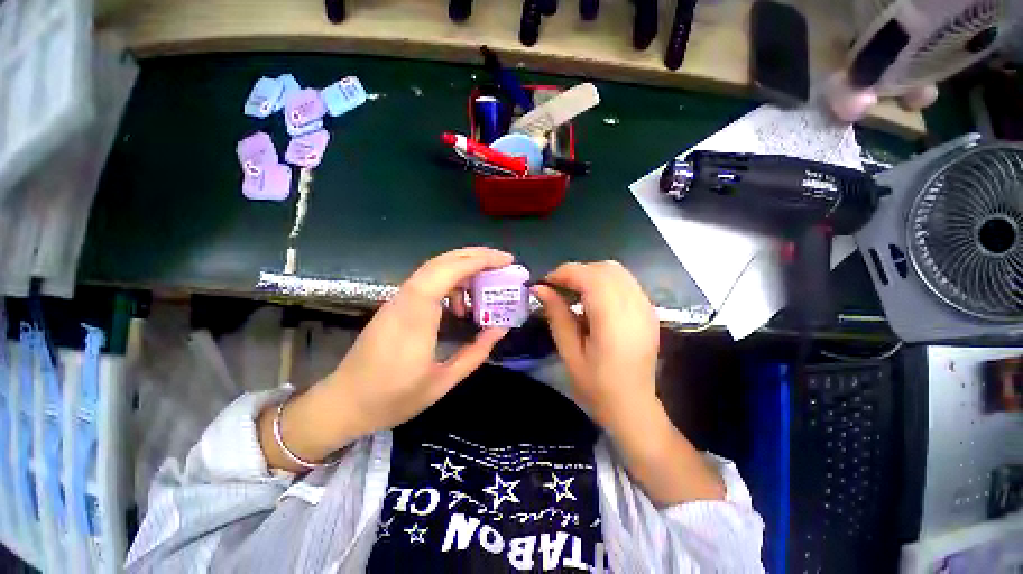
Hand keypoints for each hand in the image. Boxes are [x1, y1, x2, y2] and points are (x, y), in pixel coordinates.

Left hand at [328, 247, 511, 435]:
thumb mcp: (443, 382)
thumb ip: (476, 352)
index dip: (481, 260)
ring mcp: (398, 299)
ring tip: (484, 288)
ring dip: (463, 269)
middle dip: (476, 256)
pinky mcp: (395, 305)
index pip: (450, 270)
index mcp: (417, 314)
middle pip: (443, 261)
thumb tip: (500, 328)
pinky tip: (458, 307)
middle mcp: (406, 298)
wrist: (344, 403)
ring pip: (434, 268)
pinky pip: (426, 282)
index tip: (507, 261)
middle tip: (503, 263)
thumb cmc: (393, 397)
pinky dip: (449, 283)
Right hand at [532, 261, 660, 431]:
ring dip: (591, 275)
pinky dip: (605, 283)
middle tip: (558, 289)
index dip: (563, 273)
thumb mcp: (569, 352)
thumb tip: (539, 288)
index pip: (589, 276)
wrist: (633, 408)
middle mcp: (635, 306)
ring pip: (616, 272)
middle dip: (577, 272)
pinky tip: (594, 302)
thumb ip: (556, 315)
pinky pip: (625, 282)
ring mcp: (646, 307)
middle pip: (605, 268)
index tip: (544, 284)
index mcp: (613, 320)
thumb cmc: (597, 387)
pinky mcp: (649, 310)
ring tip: (573, 294)